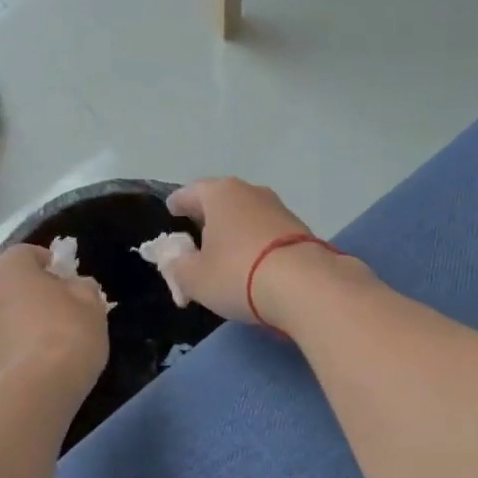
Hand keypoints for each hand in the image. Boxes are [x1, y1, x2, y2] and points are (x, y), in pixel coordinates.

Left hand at [0, 245, 109, 398]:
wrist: (35, 390)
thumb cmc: (66, 333)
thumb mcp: (91, 303)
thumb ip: (82, 286)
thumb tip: (74, 287)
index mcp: (8, 266)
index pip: (29, 253)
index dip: (52, 265)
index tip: (70, 282)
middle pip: (11, 282)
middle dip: (32, 290)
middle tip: (61, 307)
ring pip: (3, 311)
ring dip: (20, 317)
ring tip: (48, 337)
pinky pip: (0, 339)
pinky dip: (14, 343)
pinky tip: (36, 359)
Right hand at [162, 178, 349, 329]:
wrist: (305, 286)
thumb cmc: (237, 274)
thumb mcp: (194, 278)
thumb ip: (177, 266)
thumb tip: (174, 259)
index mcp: (220, 194)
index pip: (190, 193)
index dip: (178, 203)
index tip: (172, 210)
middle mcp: (251, 192)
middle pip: (221, 201)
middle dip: (208, 216)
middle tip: (196, 233)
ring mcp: (279, 209)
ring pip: (246, 215)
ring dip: (234, 230)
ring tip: (225, 251)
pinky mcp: (300, 230)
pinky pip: (266, 232)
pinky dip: (255, 243)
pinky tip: (253, 262)